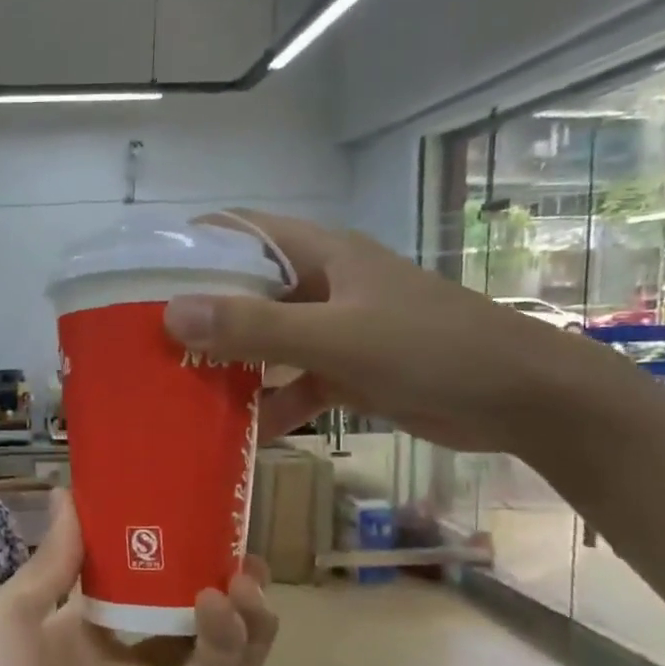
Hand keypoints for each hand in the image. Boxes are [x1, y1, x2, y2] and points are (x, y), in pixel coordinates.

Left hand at [0, 490, 275, 665]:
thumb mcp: (5, 620)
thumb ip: (50, 564)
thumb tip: (66, 495)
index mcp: (81, 622)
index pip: (133, 569)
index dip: (158, 536)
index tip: (182, 495)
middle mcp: (125, 650)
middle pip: (184, 600)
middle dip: (213, 567)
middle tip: (233, 533)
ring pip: (218, 638)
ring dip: (240, 601)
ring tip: (245, 570)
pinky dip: (230, 637)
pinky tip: (221, 601)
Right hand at [162, 210, 631, 454]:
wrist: (523, 400)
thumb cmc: (433, 351)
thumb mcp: (337, 338)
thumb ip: (256, 326)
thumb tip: (173, 313)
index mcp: (320, 255)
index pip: (239, 231)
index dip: (190, 246)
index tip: (141, 280)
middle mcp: (321, 284)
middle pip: (245, 289)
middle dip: (200, 316)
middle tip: (149, 347)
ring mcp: (335, 328)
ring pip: (265, 339)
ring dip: (230, 365)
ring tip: (179, 393)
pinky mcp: (349, 368)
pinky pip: (294, 381)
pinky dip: (270, 403)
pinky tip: (242, 434)